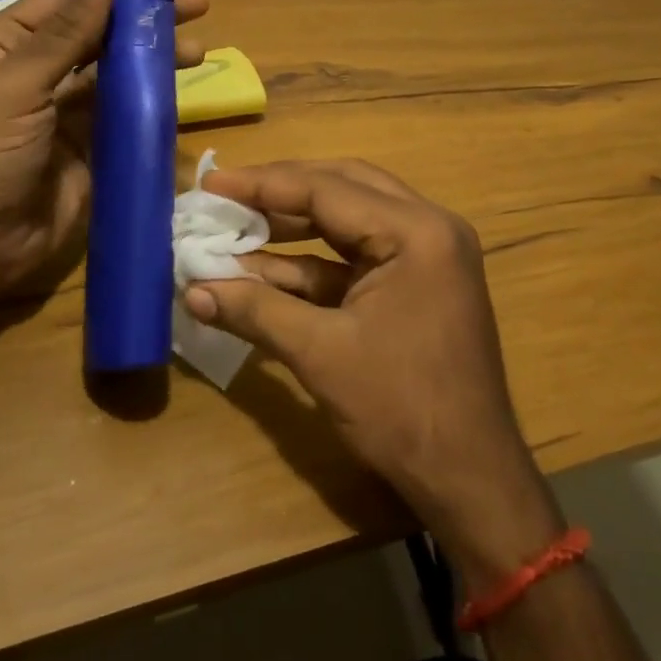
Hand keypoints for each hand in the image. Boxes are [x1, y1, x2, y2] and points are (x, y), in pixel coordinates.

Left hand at [0, 0, 207, 303]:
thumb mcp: (16, 87)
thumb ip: (64, 34)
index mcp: (6, 44)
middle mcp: (37, 69)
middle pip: (101, 31)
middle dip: (146, 17)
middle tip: (196, 4)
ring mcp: (66, 108)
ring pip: (119, 70)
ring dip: (156, 56)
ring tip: (197, 50)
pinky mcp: (91, 143)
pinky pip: (126, 111)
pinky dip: (153, 97)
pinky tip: (181, 88)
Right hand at [184, 160, 564, 587]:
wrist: (469, 478)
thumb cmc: (401, 410)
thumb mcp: (321, 354)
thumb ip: (256, 310)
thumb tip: (192, 289)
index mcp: (416, 231)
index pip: (328, 189)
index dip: (264, 184)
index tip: (212, 183)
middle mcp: (428, 227)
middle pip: (343, 188)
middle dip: (281, 192)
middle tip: (227, 195)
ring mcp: (427, 254)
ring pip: (349, 220)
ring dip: (293, 227)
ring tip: (235, 226)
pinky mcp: (417, 282)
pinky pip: (357, 256)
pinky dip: (313, 262)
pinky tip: (262, 270)